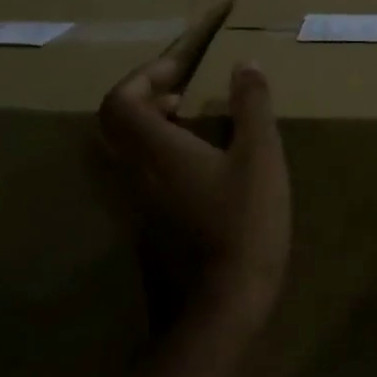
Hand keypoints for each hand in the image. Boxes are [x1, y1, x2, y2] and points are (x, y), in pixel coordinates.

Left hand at [101, 56, 290, 330]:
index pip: (120, 101)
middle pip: (115, 126)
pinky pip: (140, 182)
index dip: (144, 76)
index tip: (180, 70)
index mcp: (155, 151)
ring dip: (152, 132)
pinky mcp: (145, 234)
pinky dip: (161, 162)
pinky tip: (202, 173)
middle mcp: (133, 176)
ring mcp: (134, 209)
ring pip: (126, 156)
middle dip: (145, 100)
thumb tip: (246, 64)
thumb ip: (252, 107)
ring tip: (194, 128)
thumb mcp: (260, 159)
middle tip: (183, 94)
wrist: (218, 312)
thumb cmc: (241, 226)